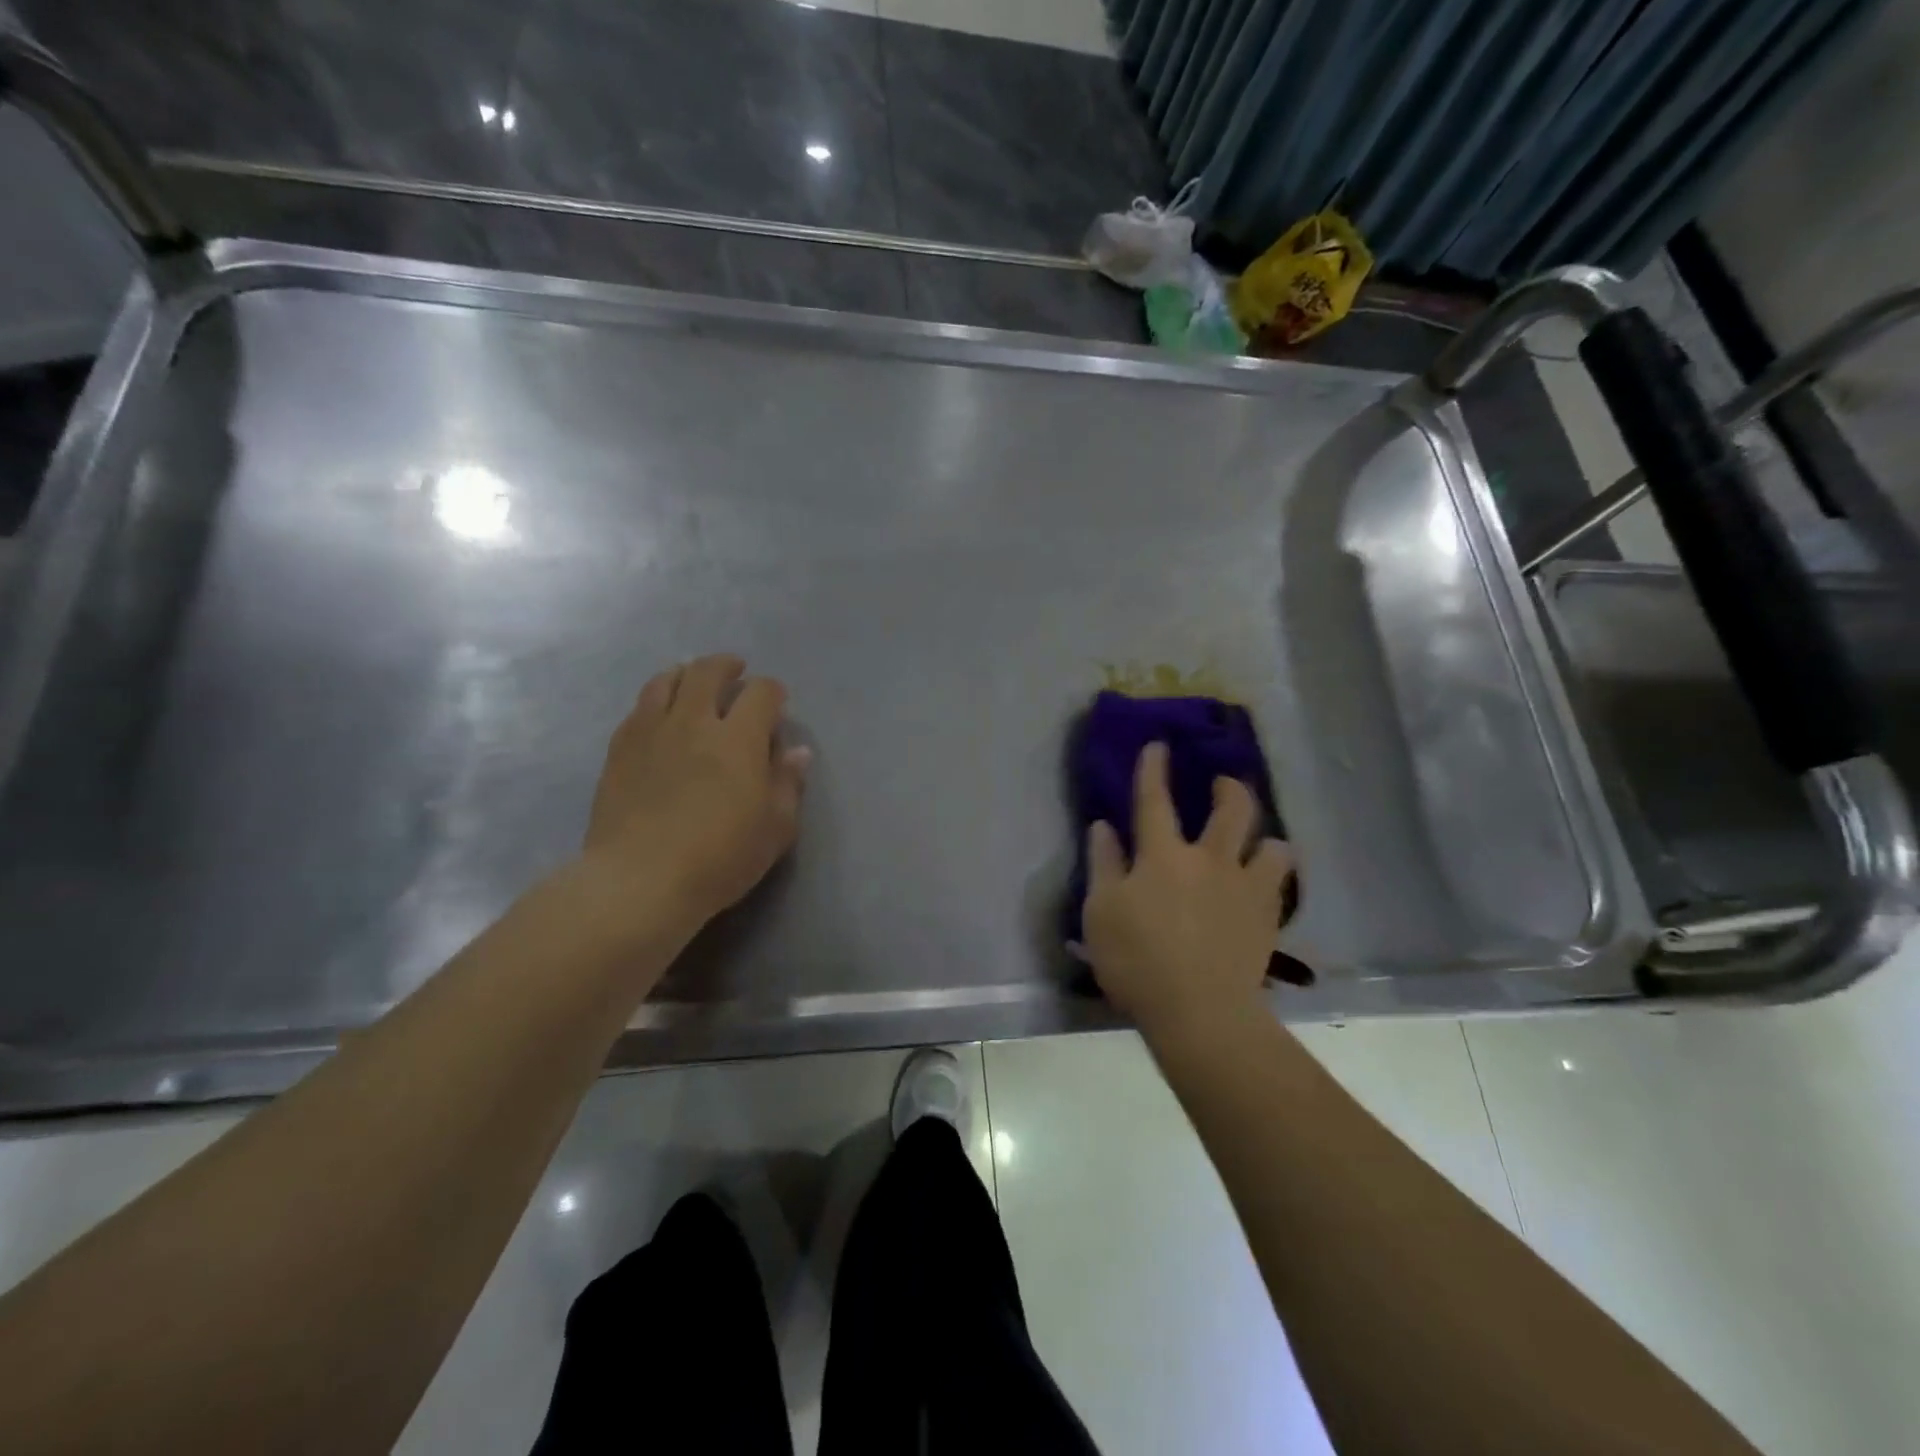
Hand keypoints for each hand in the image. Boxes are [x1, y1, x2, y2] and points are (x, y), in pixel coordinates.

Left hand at [579, 655, 810, 937]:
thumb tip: (797, 751)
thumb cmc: (720, 859)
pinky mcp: (619, 750)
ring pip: (667, 681)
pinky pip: (638, 708)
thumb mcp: (774, 829)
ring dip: (687, 674)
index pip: (761, 693)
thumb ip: (787, 784)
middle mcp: (694, 722)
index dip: (773, 691)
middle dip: (727, 667)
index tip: (777, 702)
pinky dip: (656, 700)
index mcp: (738, 739)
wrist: (640, 881)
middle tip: (735, 673)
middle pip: (708, 672)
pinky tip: (660, 714)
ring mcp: (650, 732)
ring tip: (694, 682)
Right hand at [1080, 742, 1294, 1040]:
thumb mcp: (1101, 912)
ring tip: (1259, 843)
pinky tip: (1264, 885)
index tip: (1158, 745)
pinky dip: (1273, 876)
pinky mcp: (1267, 917)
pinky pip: (1280, 884)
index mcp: (1162, 855)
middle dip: (1229, 788)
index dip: (1154, 769)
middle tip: (1224, 784)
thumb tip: (1103, 826)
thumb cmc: (1136, 961)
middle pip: (1231, 809)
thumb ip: (1104, 864)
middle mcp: (1209, 859)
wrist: (1199, 1011)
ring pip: (1271, 845)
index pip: (1154, 800)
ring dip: (1264, 837)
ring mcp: (1245, 887)